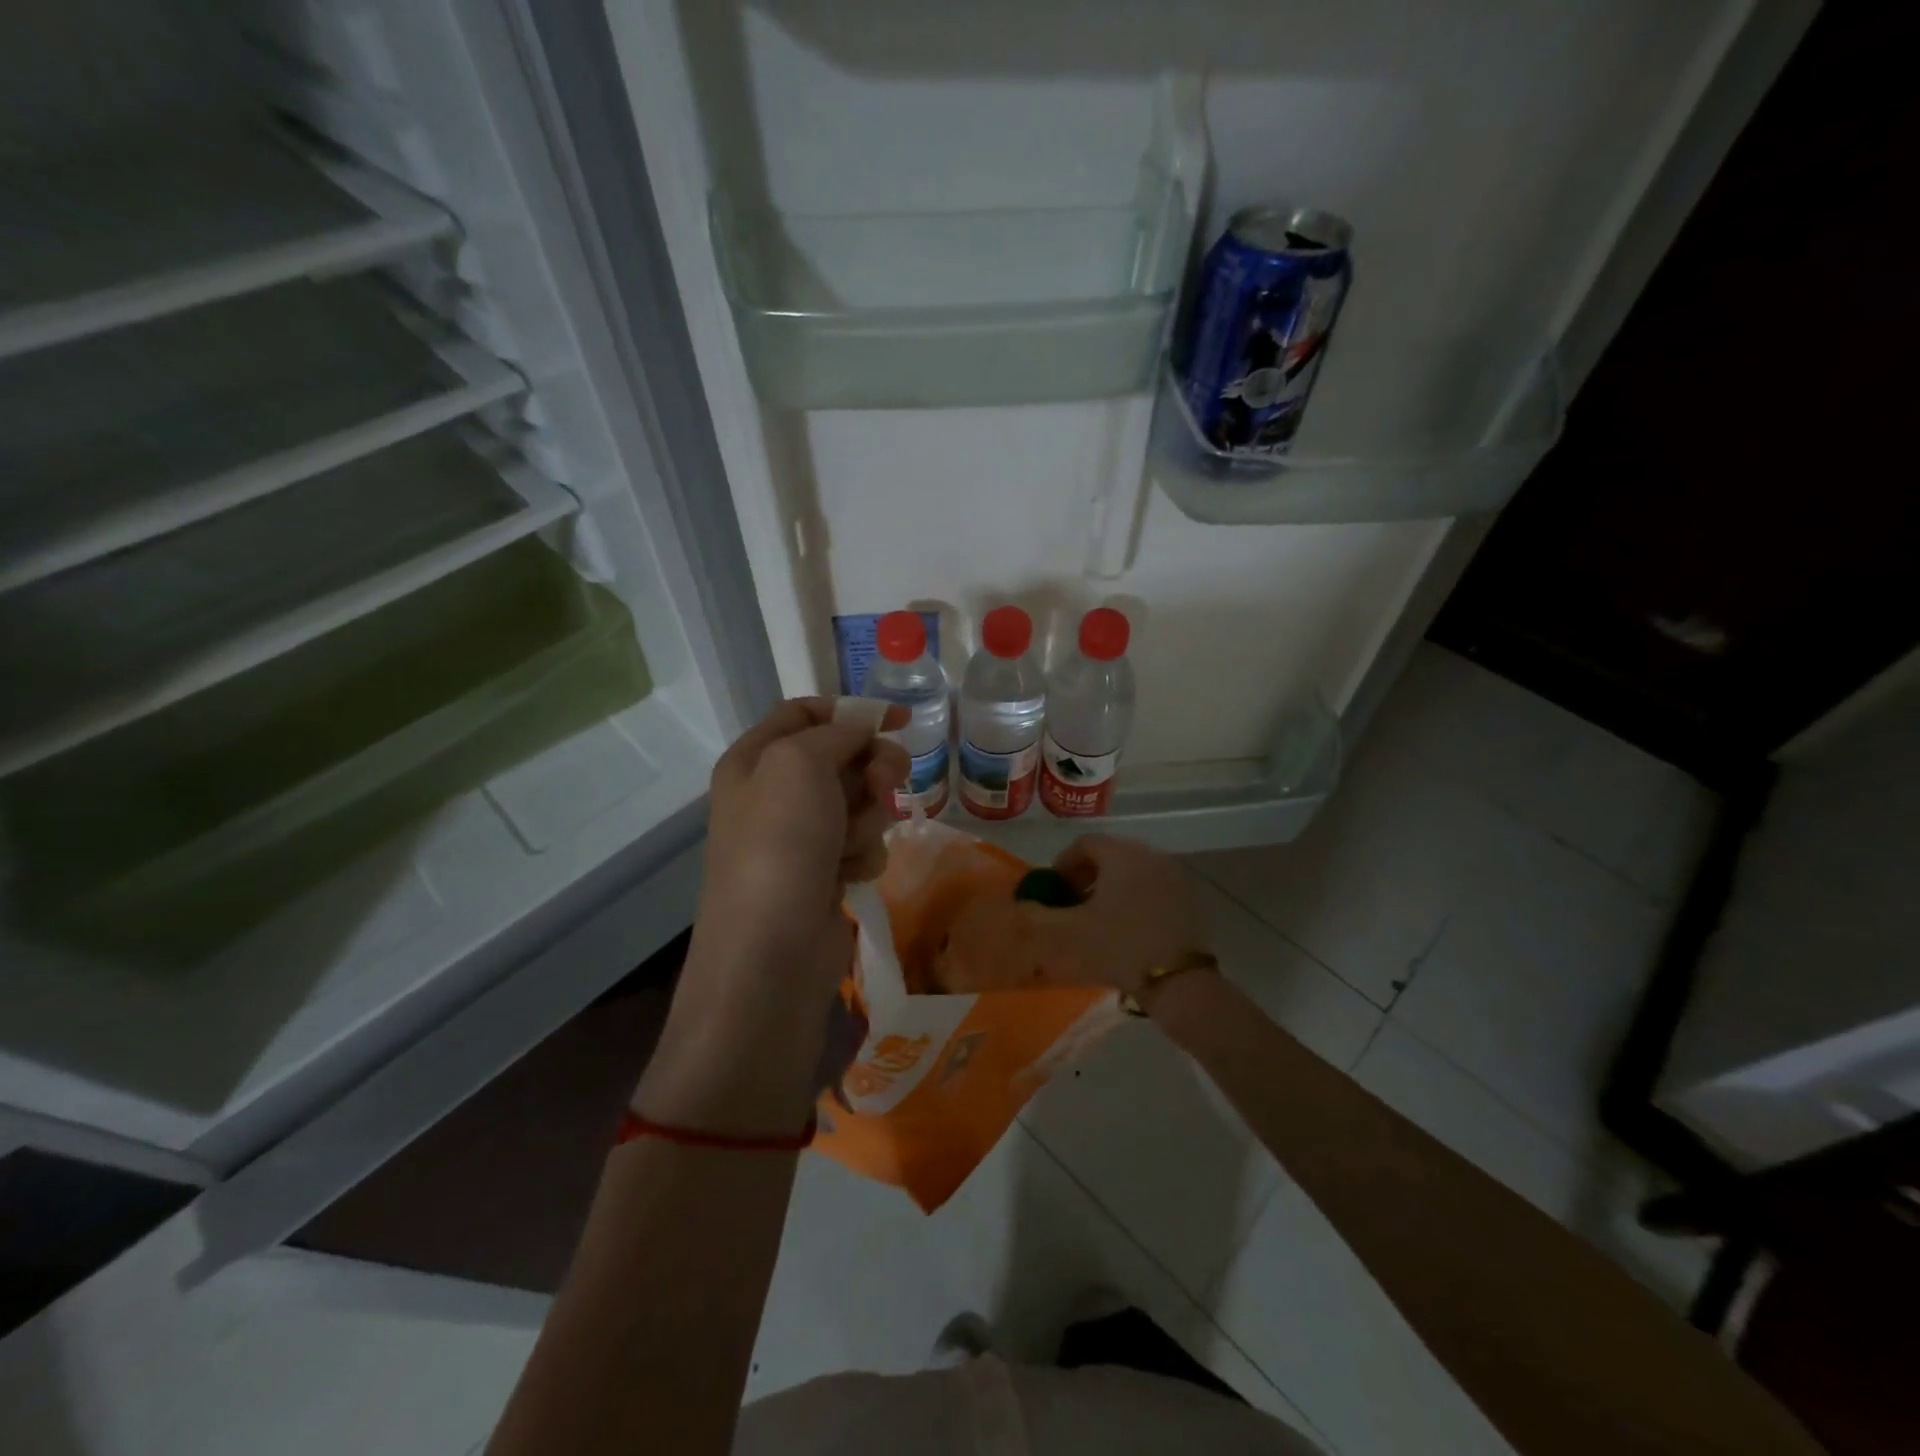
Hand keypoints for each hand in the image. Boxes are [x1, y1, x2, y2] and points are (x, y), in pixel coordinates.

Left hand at [696, 696, 909, 988]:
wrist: (771, 951)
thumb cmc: (779, 844)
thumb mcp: (800, 763)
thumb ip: (836, 733)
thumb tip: (863, 730)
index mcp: (755, 758)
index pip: (806, 713)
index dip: (852, 711)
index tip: (901, 721)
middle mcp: (774, 793)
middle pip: (842, 757)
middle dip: (871, 769)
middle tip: (885, 783)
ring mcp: (800, 836)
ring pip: (860, 801)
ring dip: (866, 818)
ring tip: (849, 845)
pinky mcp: (824, 872)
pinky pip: (862, 843)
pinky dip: (863, 854)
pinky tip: (849, 874)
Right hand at [937, 833, 1211, 996]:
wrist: (1180, 983)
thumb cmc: (1118, 949)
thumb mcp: (1066, 936)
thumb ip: (1035, 917)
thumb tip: (1019, 906)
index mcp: (1121, 855)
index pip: (1084, 844)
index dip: (1063, 865)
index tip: (1054, 892)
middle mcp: (1150, 855)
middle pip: (1110, 855)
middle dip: (1087, 876)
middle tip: (1073, 905)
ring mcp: (1174, 876)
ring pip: (1133, 872)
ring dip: (1111, 888)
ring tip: (1098, 920)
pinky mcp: (1190, 900)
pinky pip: (1154, 888)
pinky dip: (1136, 899)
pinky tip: (1128, 930)